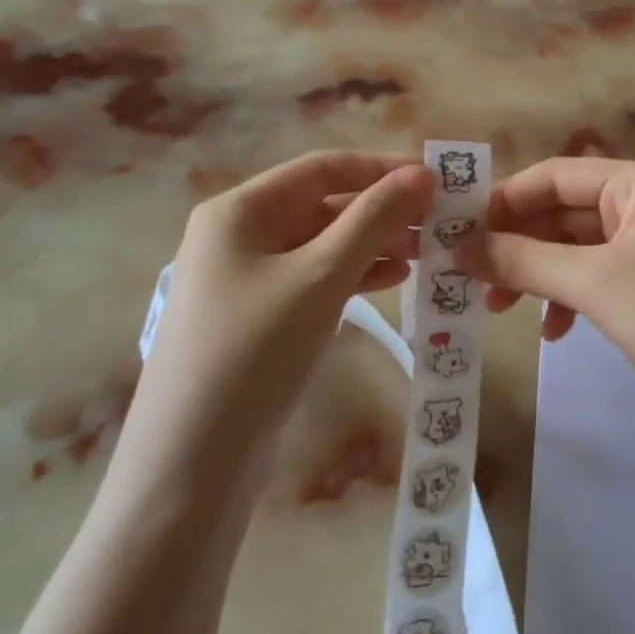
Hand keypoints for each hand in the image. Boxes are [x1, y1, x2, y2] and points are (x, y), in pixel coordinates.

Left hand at [115, 152, 434, 496]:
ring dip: (375, 243)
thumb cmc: (253, 352)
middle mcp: (239, 235)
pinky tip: (395, 280)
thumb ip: (374, 220)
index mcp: (240, 210)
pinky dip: (356, 275)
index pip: (322, 168)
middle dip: (382, 210)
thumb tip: (423, 173)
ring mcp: (248, 280)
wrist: (193, 465)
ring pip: (323, 245)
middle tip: (441, 222)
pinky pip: (316, 280)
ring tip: (428, 251)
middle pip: (323, 205)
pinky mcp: (260, 319)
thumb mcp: (320, 277)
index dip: (380, 168)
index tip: (435, 179)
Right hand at [460, 159, 634, 434]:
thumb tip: (458, 247)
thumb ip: (524, 259)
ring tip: (496, 306)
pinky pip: (592, 278)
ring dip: (535, 273)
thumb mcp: (594, 283)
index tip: (456, 233)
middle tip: (467, 276)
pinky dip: (565, 298)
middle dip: (516, 243)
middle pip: (560, 211)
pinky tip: (550, 332)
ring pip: (572, 248)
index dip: (503, 201)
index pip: (554, 175)